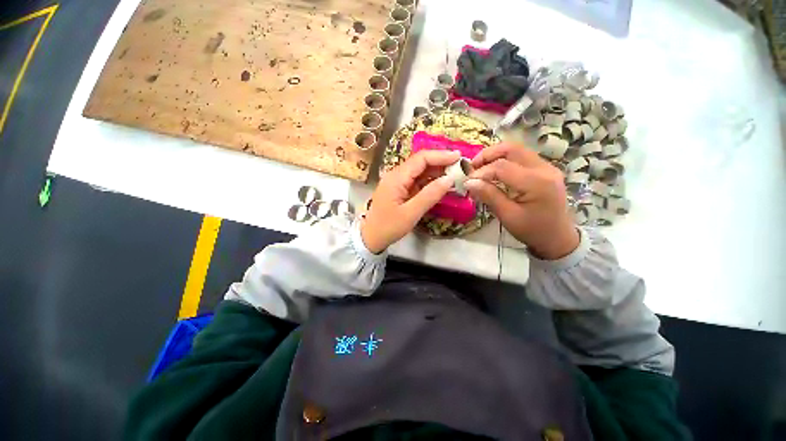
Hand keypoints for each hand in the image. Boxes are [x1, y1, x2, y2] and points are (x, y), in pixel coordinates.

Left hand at [361, 150, 460, 252]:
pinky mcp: (400, 189)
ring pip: (420, 171)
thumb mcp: (411, 213)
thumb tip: (449, 179)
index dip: (440, 156)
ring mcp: (398, 182)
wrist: (371, 237)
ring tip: (455, 175)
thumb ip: (430, 195)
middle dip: (441, 162)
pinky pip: (417, 181)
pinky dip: (430, 182)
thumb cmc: (389, 227)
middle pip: (421, 162)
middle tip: (460, 167)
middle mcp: (396, 175)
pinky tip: (441, 185)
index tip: (459, 157)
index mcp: (396, 177)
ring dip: (437, 172)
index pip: (421, 159)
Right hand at [465, 143, 579, 259]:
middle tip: (472, 167)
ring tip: (480, 168)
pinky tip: (494, 171)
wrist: (558, 237)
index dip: (481, 172)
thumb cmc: (532, 230)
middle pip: (511, 149)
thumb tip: (469, 182)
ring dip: (495, 155)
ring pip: (516, 150)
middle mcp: (544, 168)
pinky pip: (521, 157)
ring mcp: (547, 167)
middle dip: (487, 155)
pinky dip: (504, 160)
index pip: (502, 167)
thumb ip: (489, 195)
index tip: (467, 181)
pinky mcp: (545, 169)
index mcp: (537, 182)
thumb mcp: (508, 216)